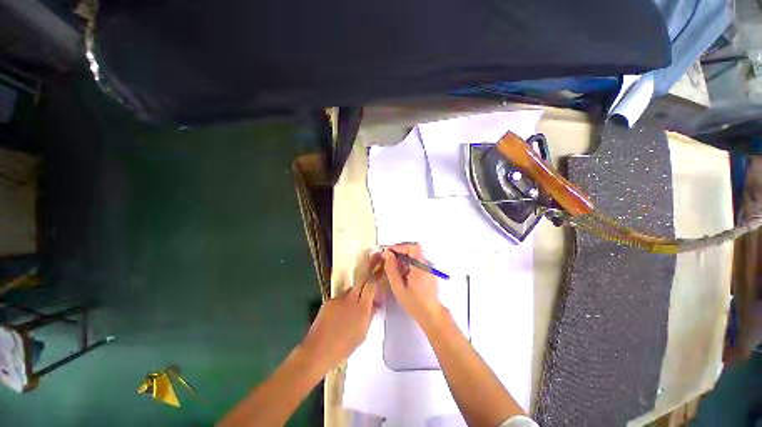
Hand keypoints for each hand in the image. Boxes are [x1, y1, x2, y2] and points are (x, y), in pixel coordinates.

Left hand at [300, 254, 382, 368]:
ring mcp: (338, 298)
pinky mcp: (329, 301)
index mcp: (361, 308)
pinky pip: (342, 297)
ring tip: (357, 304)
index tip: (383, 264)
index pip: (372, 285)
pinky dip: (346, 301)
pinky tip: (343, 314)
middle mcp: (350, 298)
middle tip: (376, 255)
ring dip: (357, 291)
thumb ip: (370, 315)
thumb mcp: (362, 333)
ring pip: (352, 289)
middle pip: (362, 277)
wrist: (317, 351)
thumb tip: (376, 304)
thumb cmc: (344, 346)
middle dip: (370, 264)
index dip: (378, 273)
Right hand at [383, 243, 443, 326]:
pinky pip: (416, 263)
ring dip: (402, 259)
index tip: (389, 252)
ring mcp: (428, 268)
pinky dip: (407, 264)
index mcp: (420, 267)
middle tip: (388, 260)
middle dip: (399, 253)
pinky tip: (401, 275)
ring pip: (414, 256)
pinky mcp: (428, 272)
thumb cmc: (414, 303)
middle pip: (412, 250)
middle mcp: (426, 264)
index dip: (400, 247)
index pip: (412, 247)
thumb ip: (392, 270)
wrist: (431, 314)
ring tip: (393, 269)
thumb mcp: (399, 288)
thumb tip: (387, 254)